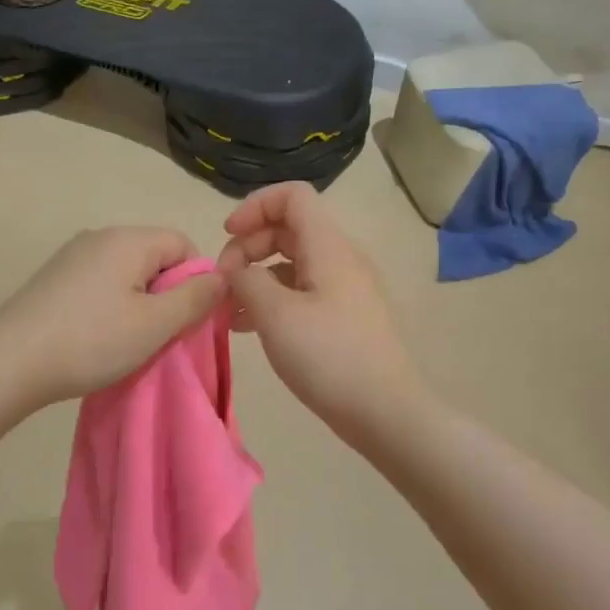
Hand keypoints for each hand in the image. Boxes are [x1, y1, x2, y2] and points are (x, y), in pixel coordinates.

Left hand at [0, 227, 224, 407]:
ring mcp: (71, 256)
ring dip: (139, 304)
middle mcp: (99, 236)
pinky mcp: (53, 279)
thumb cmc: (91, 341)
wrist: (9, 363)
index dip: (196, 280)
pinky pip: (100, 283)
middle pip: (154, 256)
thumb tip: (223, 277)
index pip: (183, 243)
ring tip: (128, 341)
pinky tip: (97, 337)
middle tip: (160, 335)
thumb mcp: (155, 324)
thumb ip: (196, 298)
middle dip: (167, 293)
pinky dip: (110, 306)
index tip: (187, 319)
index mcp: (128, 239)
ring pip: (127, 273)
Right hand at [217, 183, 422, 438]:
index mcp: (328, 247)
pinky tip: (247, 327)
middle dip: (248, 246)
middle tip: (223, 282)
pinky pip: (301, 291)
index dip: (254, 206)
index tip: (226, 236)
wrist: (386, 413)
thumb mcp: (276, 315)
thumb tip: (234, 271)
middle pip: (288, 228)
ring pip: (291, 263)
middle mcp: (340, 259)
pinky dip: (271, 299)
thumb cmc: (329, 357)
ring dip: (255, 276)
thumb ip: (246, 281)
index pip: (292, 196)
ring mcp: (344, 289)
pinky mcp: (343, 317)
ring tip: (227, 309)